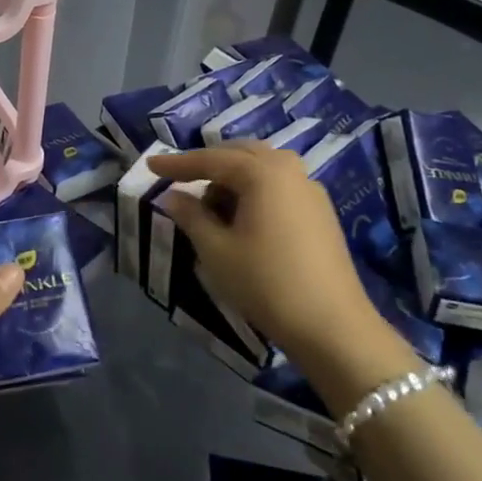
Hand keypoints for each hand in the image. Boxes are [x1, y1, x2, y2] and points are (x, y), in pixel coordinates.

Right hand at [149, 141, 413, 399]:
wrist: (332, 326)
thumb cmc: (266, 283)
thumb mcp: (216, 250)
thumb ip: (191, 216)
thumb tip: (173, 197)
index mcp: (263, 173)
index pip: (211, 160)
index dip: (177, 164)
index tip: (150, 164)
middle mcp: (289, 171)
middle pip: (241, 154)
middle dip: (209, 164)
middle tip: (180, 180)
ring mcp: (310, 191)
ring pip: (263, 169)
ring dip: (233, 178)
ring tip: (211, 205)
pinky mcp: (321, 213)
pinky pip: (279, 186)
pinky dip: (254, 191)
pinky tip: (242, 218)